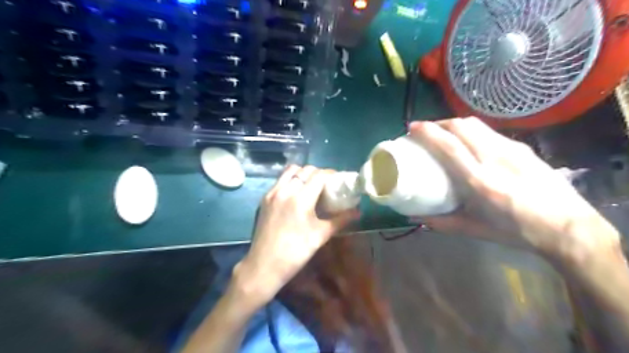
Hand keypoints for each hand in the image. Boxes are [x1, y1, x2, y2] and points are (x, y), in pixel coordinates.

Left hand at [232, 165, 361, 305]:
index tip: (339, 180)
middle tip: (327, 185)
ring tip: (311, 186)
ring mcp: (272, 192)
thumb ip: (340, 220)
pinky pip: (280, 180)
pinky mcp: (264, 198)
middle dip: (319, 173)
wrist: (264, 266)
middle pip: (305, 170)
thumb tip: (358, 212)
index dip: (331, 174)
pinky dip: (291, 180)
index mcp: (301, 198)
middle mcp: (285, 190)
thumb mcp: (320, 235)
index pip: (319, 175)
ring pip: (290, 171)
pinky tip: (296, 194)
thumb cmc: (296, 252)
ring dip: (303, 173)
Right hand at [408, 117, 617, 261]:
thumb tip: (415, 216)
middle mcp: (495, 159)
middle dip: (439, 123)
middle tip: (426, 130)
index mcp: (480, 181)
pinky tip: (469, 143)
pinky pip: (489, 132)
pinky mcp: (523, 148)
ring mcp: (512, 150)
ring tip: (444, 133)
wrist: (568, 228)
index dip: (428, 132)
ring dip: (455, 124)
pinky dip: (471, 131)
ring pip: (476, 125)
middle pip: (462, 126)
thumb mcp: (474, 230)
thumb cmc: (516, 231)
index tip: (412, 128)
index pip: (449, 146)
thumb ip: (441, 222)